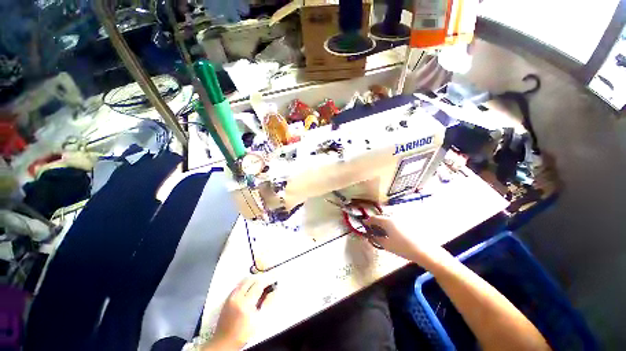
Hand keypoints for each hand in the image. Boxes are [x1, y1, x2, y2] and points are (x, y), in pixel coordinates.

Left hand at [205, 276, 274, 350]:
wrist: (225, 341)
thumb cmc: (243, 333)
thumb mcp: (259, 320)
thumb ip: (268, 303)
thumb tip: (274, 291)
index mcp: (246, 303)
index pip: (259, 284)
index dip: (268, 279)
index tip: (274, 277)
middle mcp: (237, 297)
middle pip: (251, 280)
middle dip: (261, 278)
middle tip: (268, 279)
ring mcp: (231, 297)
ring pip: (244, 281)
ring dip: (254, 279)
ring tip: (261, 283)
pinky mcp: (227, 299)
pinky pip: (238, 286)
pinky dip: (246, 284)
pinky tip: (250, 288)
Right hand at [364, 214, 449, 267]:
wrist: (425, 251)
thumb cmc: (403, 248)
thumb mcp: (387, 245)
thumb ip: (377, 239)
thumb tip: (371, 235)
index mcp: (387, 221)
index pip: (374, 218)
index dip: (368, 221)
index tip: (364, 224)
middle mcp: (394, 217)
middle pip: (382, 218)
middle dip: (376, 223)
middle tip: (374, 230)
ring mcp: (402, 219)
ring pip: (389, 220)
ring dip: (384, 224)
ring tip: (384, 233)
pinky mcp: (409, 223)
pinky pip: (396, 222)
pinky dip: (392, 226)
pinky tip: (394, 234)